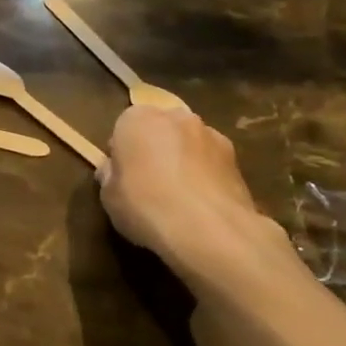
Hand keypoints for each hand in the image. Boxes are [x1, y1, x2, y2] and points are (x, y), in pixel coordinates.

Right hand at [97, 103, 281, 281]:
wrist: (207, 228)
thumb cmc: (145, 205)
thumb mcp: (108, 196)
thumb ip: (111, 176)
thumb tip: (114, 171)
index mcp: (137, 119)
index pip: (124, 127)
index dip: (122, 152)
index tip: (122, 175)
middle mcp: (175, 117)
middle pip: (160, 130)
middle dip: (156, 149)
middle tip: (149, 183)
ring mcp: (211, 135)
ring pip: (189, 145)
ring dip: (184, 160)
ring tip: (181, 197)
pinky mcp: (237, 159)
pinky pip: (212, 163)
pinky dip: (207, 176)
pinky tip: (202, 204)